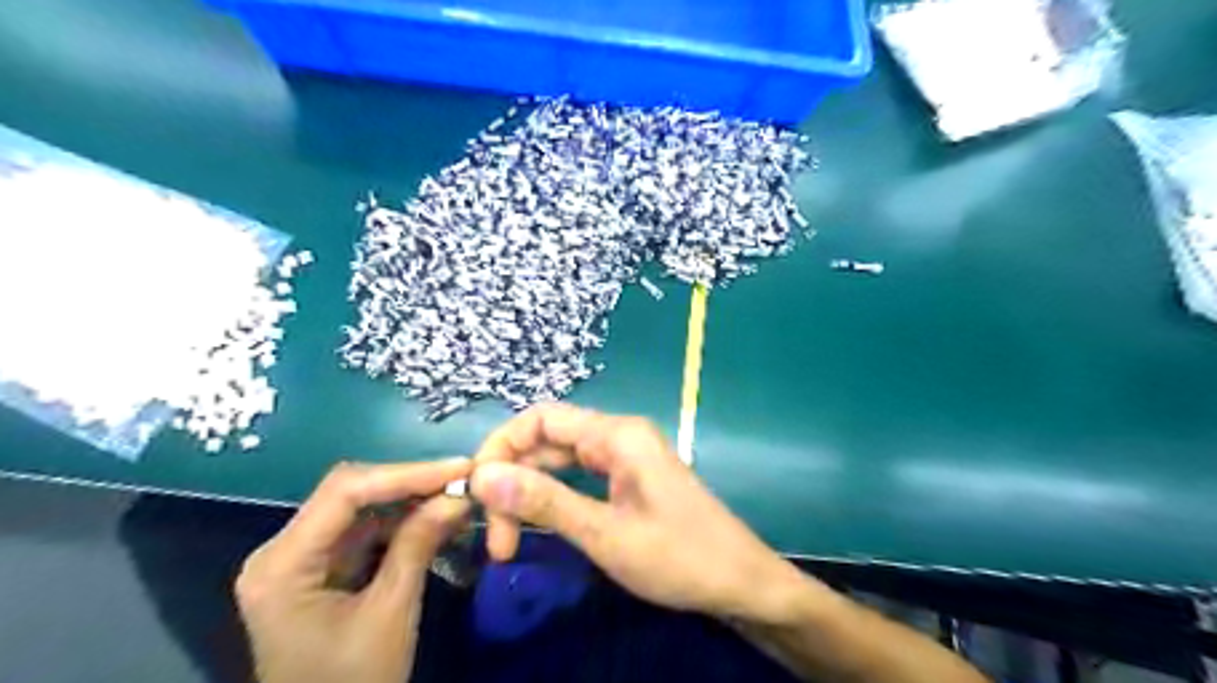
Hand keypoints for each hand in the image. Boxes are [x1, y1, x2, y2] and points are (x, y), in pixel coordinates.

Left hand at [234, 456, 468, 682]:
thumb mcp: (390, 613)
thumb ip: (419, 545)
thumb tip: (459, 496)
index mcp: (282, 564)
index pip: (345, 492)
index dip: (406, 474)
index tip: (459, 468)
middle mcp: (282, 551)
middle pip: (350, 494)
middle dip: (411, 484)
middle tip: (463, 479)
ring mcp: (301, 559)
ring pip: (362, 509)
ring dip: (411, 501)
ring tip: (458, 496)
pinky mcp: (321, 570)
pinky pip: (365, 532)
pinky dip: (403, 524)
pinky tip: (437, 519)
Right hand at [470, 406, 811, 622]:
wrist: (740, 581)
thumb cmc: (679, 556)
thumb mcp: (605, 533)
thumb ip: (545, 502)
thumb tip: (482, 476)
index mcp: (616, 435)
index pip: (541, 419)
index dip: (502, 447)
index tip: (478, 493)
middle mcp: (618, 436)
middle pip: (547, 440)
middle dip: (514, 480)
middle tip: (496, 538)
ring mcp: (625, 457)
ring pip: (560, 461)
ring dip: (530, 493)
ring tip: (509, 541)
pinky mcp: (629, 479)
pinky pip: (579, 477)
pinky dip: (554, 498)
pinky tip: (539, 526)